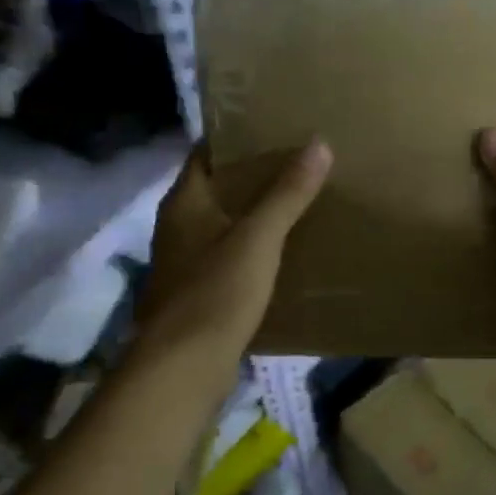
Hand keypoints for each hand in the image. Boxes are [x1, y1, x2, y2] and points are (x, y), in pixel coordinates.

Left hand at [136, 140, 331, 359]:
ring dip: (252, 214)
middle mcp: (177, 226)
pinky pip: (226, 257)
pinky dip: (250, 249)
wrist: (184, 366)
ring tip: (296, 202)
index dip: (235, 138)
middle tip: (297, 162)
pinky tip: (280, 252)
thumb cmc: (217, 292)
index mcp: (184, 202)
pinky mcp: (196, 293)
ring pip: (222, 225)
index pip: (205, 153)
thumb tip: (318, 144)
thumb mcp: (259, 238)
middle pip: (216, 189)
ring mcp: (184, 262)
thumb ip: (287, 193)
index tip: (273, 128)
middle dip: (252, 176)